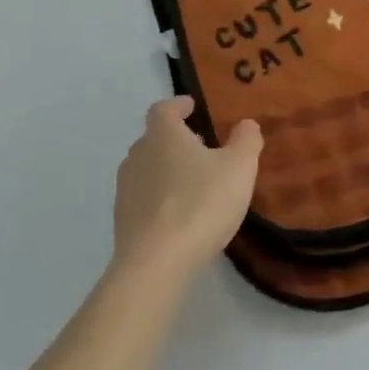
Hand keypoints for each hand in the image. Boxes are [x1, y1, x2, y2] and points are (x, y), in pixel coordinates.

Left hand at [112, 97, 260, 282]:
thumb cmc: (201, 203)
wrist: (156, 264)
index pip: (163, 109)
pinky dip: (160, 198)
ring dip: (166, 169)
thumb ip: (246, 140)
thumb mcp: (239, 167)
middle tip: (201, 146)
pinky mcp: (123, 222)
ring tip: (192, 182)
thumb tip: (245, 124)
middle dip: (175, 139)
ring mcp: (126, 191)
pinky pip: (143, 199)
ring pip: (146, 169)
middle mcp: (138, 157)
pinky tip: (180, 215)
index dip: (178, 105)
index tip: (192, 106)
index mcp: (163, 136)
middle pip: (153, 139)